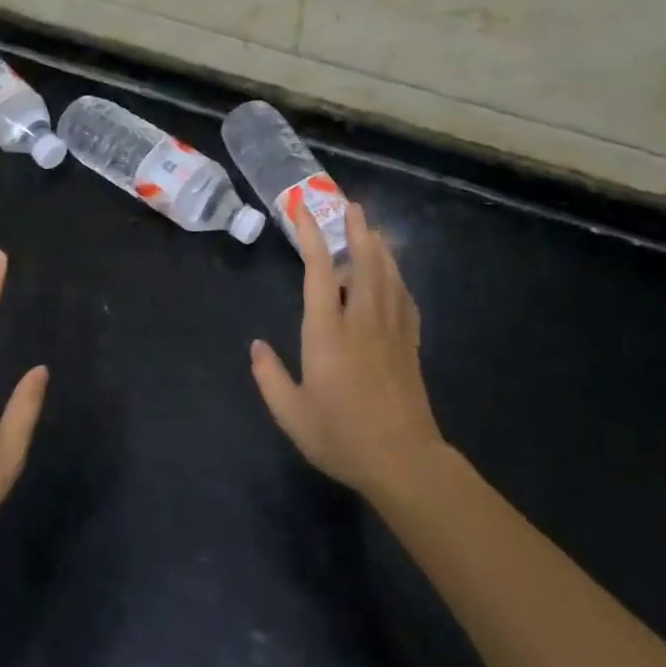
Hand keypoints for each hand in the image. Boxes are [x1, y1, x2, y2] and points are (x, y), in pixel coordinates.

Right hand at [250, 202, 446, 501]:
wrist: (404, 461)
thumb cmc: (343, 436)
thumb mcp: (293, 415)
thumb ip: (270, 378)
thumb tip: (256, 346)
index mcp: (328, 332)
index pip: (320, 271)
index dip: (312, 236)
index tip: (303, 210)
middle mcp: (361, 320)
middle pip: (363, 262)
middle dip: (356, 229)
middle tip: (351, 204)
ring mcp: (390, 330)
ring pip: (387, 275)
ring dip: (379, 246)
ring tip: (372, 227)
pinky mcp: (409, 344)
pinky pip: (405, 298)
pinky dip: (398, 277)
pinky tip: (394, 273)